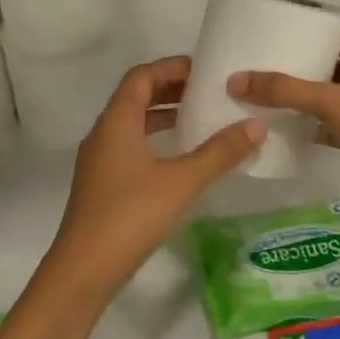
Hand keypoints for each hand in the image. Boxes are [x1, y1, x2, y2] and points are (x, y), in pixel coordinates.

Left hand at [48, 56, 263, 296]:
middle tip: (207, 92)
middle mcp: (103, 134)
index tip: (203, 70)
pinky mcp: (101, 185)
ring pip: (132, 124)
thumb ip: (219, 153)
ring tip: (198, 120)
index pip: (141, 77)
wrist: (83, 271)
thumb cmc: (130, 216)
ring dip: (162, 116)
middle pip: (135, 97)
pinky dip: (154, 141)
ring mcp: (99, 161)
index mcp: (116, 122)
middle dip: (170, 89)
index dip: (170, 67)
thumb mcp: (181, 182)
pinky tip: (178, 160)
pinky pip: (129, 146)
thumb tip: (256, 125)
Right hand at [227, 33, 339, 233]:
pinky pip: (330, 127)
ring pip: (329, 100)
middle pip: (331, 68)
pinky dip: (311, 128)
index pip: (339, 38)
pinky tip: (284, 131)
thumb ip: (284, 90)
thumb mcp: (329, 101)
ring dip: (303, 100)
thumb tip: (235, 79)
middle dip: (300, 68)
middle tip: (262, 68)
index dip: (312, 35)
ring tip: (264, 97)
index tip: (278, 37)